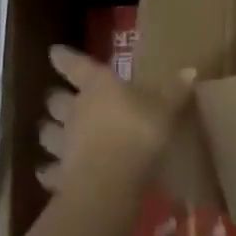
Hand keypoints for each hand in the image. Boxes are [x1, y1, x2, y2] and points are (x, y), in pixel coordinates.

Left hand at [37, 45, 194, 193]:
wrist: (109, 184)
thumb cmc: (137, 134)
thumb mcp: (164, 110)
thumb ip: (174, 91)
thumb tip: (190, 70)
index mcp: (98, 86)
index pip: (77, 66)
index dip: (65, 58)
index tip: (53, 51)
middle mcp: (75, 111)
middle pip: (57, 100)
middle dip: (55, 99)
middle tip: (54, 97)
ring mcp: (64, 145)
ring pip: (47, 134)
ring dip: (47, 132)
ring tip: (46, 132)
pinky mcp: (60, 177)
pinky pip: (49, 172)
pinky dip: (47, 171)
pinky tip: (45, 173)